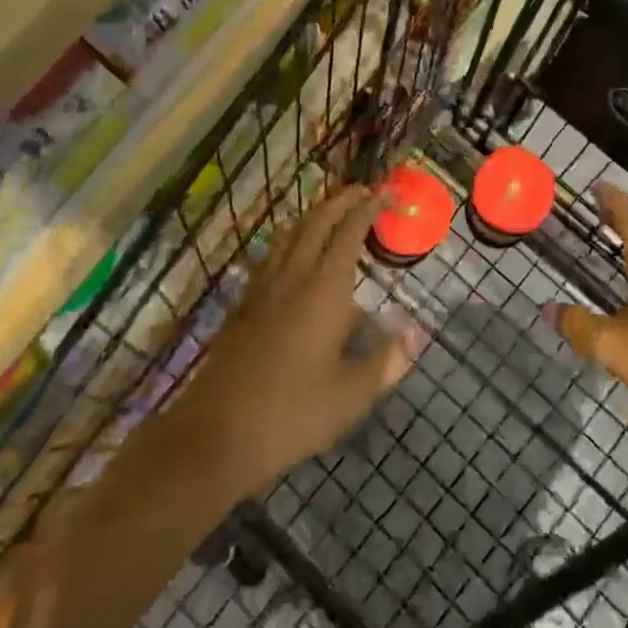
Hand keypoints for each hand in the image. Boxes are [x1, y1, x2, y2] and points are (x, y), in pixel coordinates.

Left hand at [171, 187, 425, 495]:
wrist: (214, 436)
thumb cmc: (291, 414)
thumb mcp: (350, 396)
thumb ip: (385, 362)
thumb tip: (414, 335)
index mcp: (324, 291)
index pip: (349, 234)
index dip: (367, 209)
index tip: (385, 193)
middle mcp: (292, 278)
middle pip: (315, 223)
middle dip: (340, 201)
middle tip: (362, 191)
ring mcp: (262, 291)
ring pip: (288, 235)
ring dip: (311, 216)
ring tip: (329, 214)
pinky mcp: (242, 308)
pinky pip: (270, 257)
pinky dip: (288, 241)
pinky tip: (291, 258)